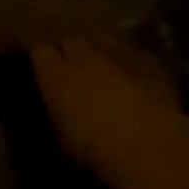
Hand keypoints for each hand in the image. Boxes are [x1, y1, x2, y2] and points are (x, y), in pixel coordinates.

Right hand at [30, 39, 187, 188]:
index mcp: (55, 73)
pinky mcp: (148, 60)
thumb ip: (57, 112)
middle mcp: (83, 55)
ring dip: (98, 48)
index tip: (42, 67)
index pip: (39, 49)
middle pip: (70, 39)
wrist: (148, 144)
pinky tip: (133, 75)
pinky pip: (132, 52)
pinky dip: (128, 60)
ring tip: (101, 65)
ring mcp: (117, 53)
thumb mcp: (62, 137)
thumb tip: (58, 107)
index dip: (41, 56)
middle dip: (69, 49)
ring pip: (102, 38)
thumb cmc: (94, 149)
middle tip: (71, 67)